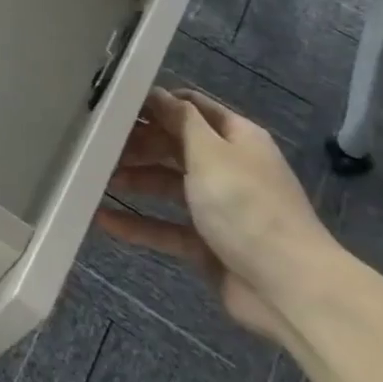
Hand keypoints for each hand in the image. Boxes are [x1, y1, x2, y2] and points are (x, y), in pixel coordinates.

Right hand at [97, 88, 335, 342]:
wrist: (289, 288)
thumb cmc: (247, 207)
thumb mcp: (211, 153)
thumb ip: (181, 121)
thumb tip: (157, 93)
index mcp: (236, 138)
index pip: (191, 108)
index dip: (156, 104)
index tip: (115, 105)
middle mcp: (227, 168)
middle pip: (175, 146)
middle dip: (138, 144)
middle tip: (97, 145)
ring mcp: (217, 208)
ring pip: (167, 186)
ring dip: (134, 181)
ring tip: (93, 178)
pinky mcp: (206, 244)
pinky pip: (165, 228)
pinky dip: (137, 225)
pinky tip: (102, 220)